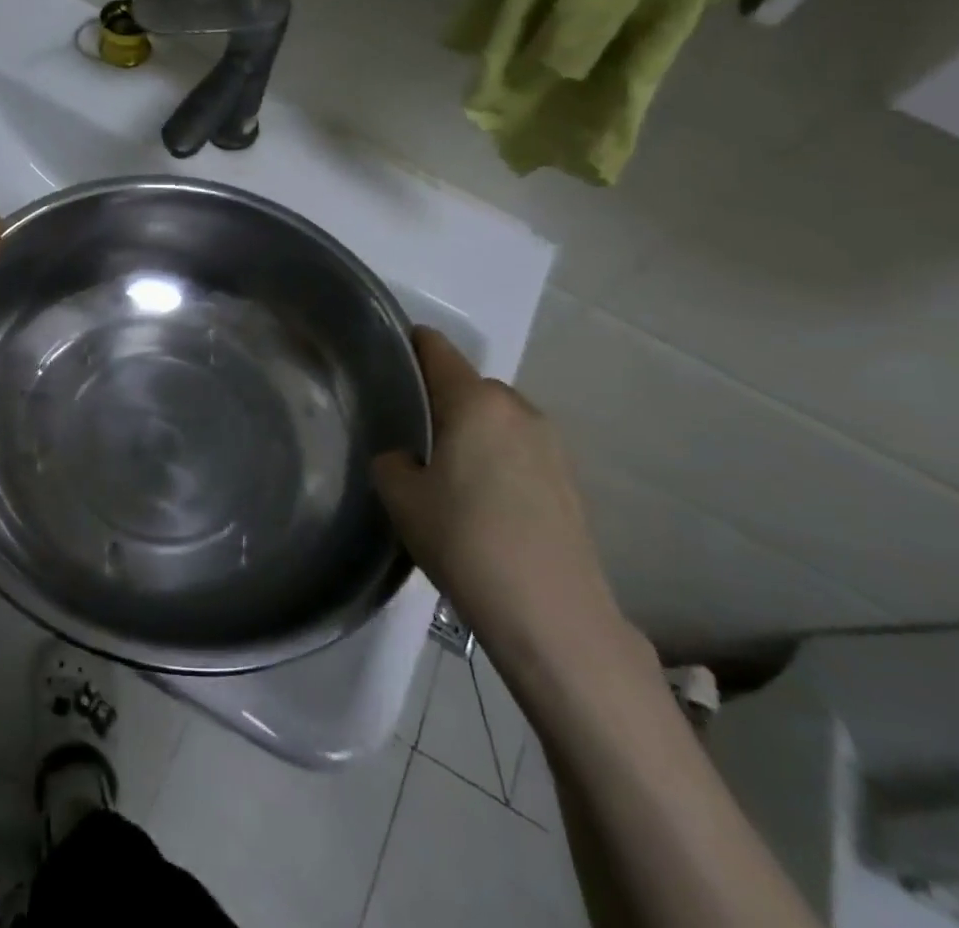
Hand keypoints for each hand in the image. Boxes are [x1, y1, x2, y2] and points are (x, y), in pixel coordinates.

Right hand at [373, 328, 638, 683]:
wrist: (552, 613)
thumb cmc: (466, 540)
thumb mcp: (403, 500)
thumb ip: (392, 462)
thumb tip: (405, 458)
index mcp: (474, 401)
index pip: (436, 349)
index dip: (410, 345)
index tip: (389, 358)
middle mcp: (516, 408)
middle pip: (469, 385)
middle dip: (441, 400)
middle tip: (414, 434)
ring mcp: (550, 443)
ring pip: (497, 419)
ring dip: (474, 432)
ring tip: (450, 474)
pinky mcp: (569, 478)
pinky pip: (520, 449)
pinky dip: (499, 459)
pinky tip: (486, 503)